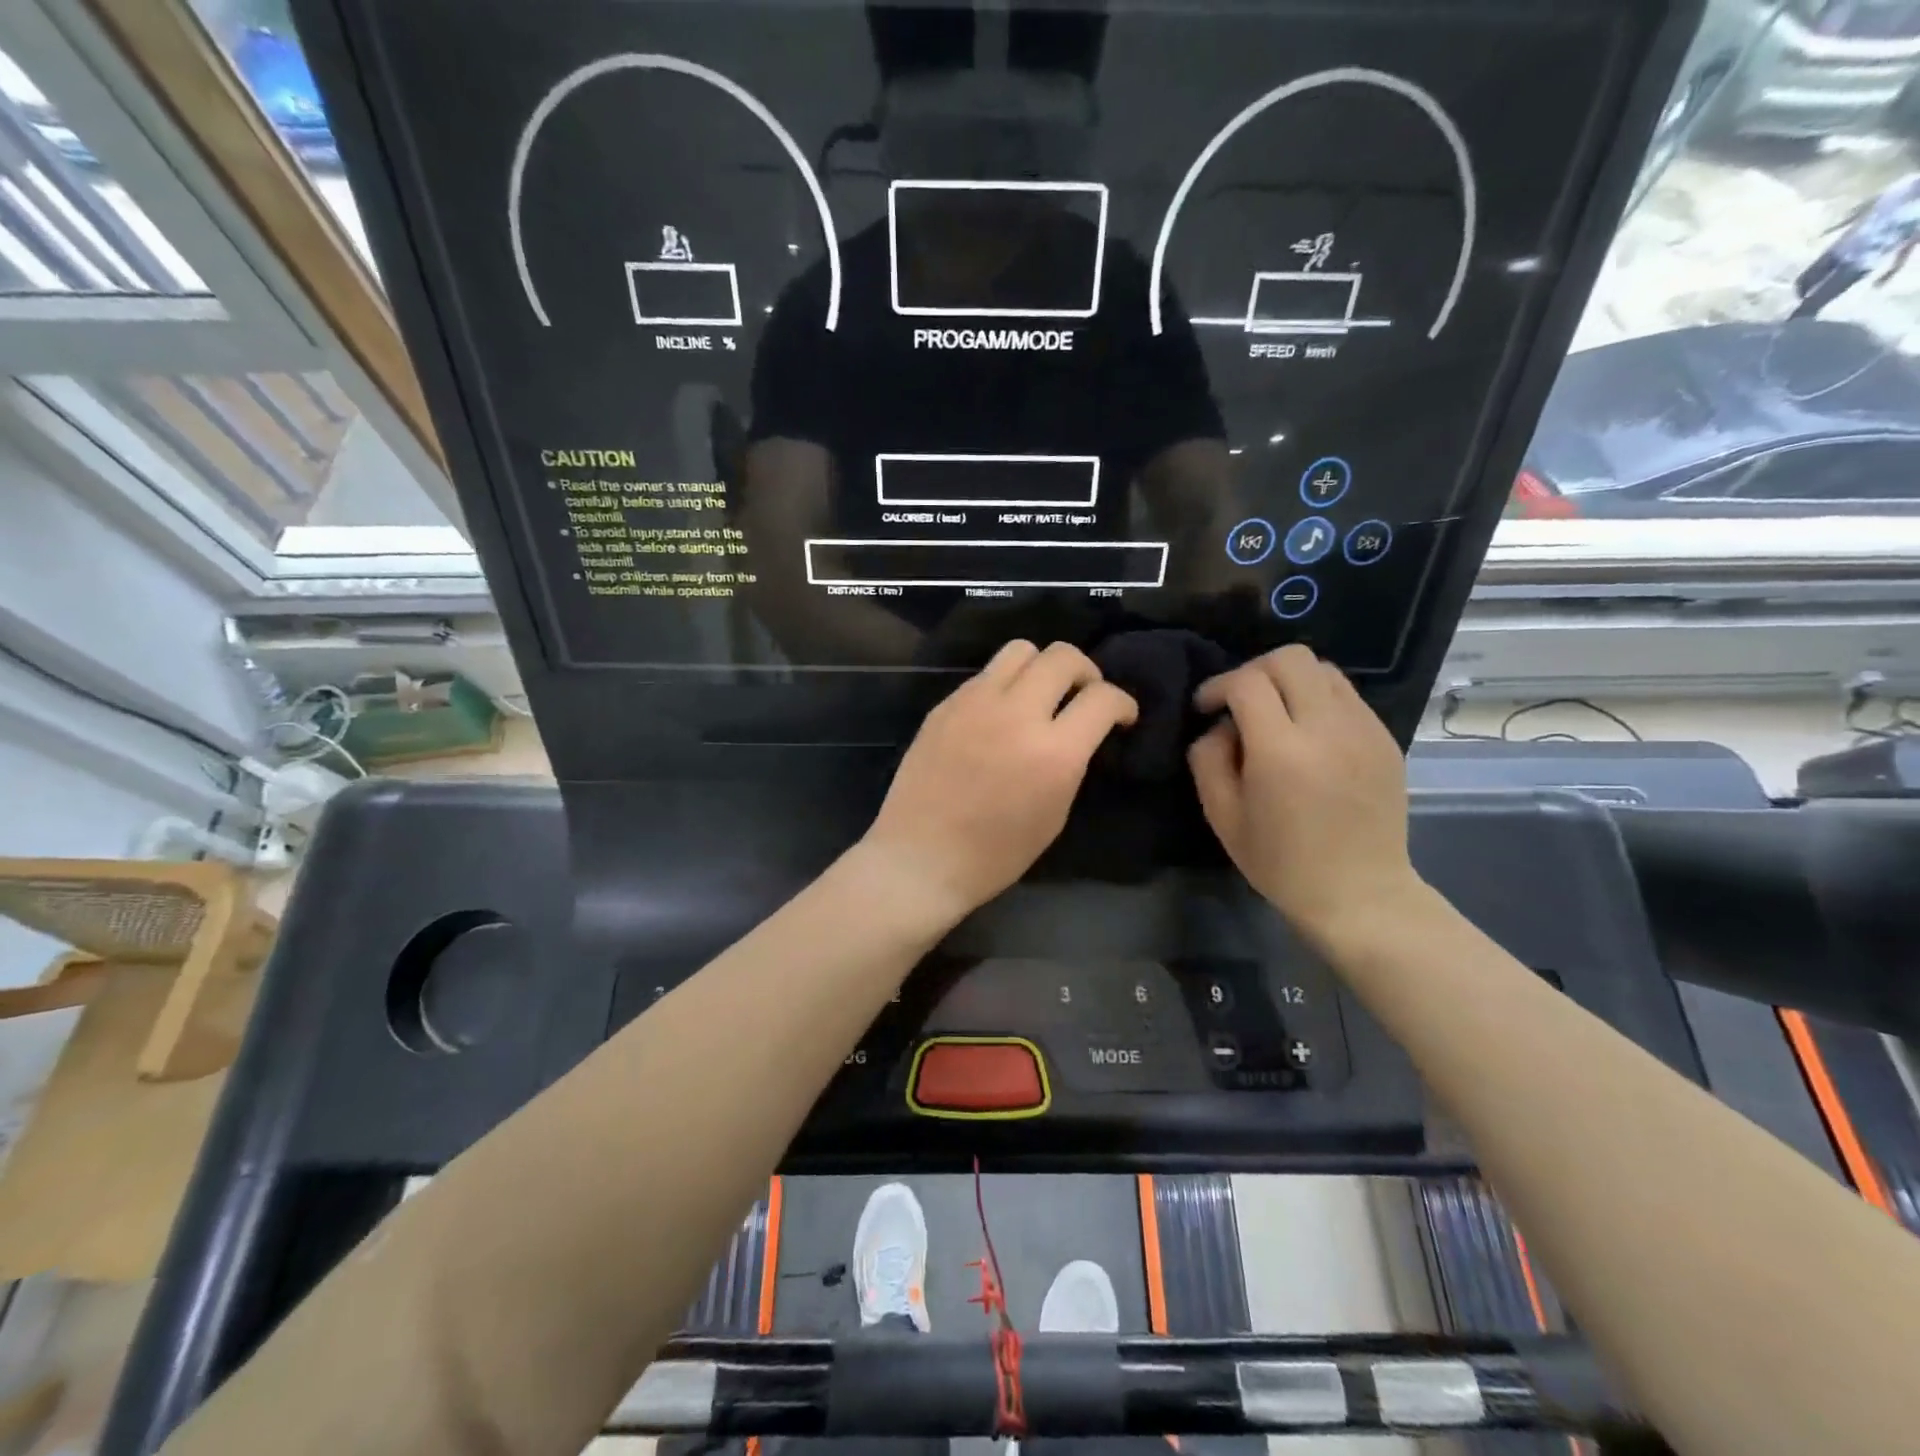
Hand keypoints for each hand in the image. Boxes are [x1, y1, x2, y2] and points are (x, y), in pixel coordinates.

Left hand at [861, 640, 1138, 920]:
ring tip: (1040, 694)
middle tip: (1083, 696)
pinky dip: (1005, 685)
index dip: (1123, 703)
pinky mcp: (945, 704)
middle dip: (1086, 672)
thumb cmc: (995, 854)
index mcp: (1053, 753)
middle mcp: (1017, 714)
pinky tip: (1000, 714)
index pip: (1103, 698)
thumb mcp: (1054, 814)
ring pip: (1021, 649)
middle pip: (1063, 656)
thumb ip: (1071, 762)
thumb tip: (1078, 733)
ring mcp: (975, 703)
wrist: (921, 857)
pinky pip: (986, 674)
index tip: (1121, 716)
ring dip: (1042, 666)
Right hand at [1188, 645, 1420, 944]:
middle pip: (1290, 659)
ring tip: (1275, 713)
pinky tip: (1307, 733)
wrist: (1359, 894)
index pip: (1247, 683)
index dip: (1218, 686)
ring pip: (1322, 669)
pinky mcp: (1385, 738)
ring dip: (1289, 680)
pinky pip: (1346, 695)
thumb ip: (1208, 758)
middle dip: (1254, 671)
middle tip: (1238, 702)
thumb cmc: (1280, 862)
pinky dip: (1317, 698)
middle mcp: (1328, 728)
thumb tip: (1220, 725)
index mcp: (1282, 752)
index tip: (1205, 707)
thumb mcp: (1222, 815)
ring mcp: (1364, 730)